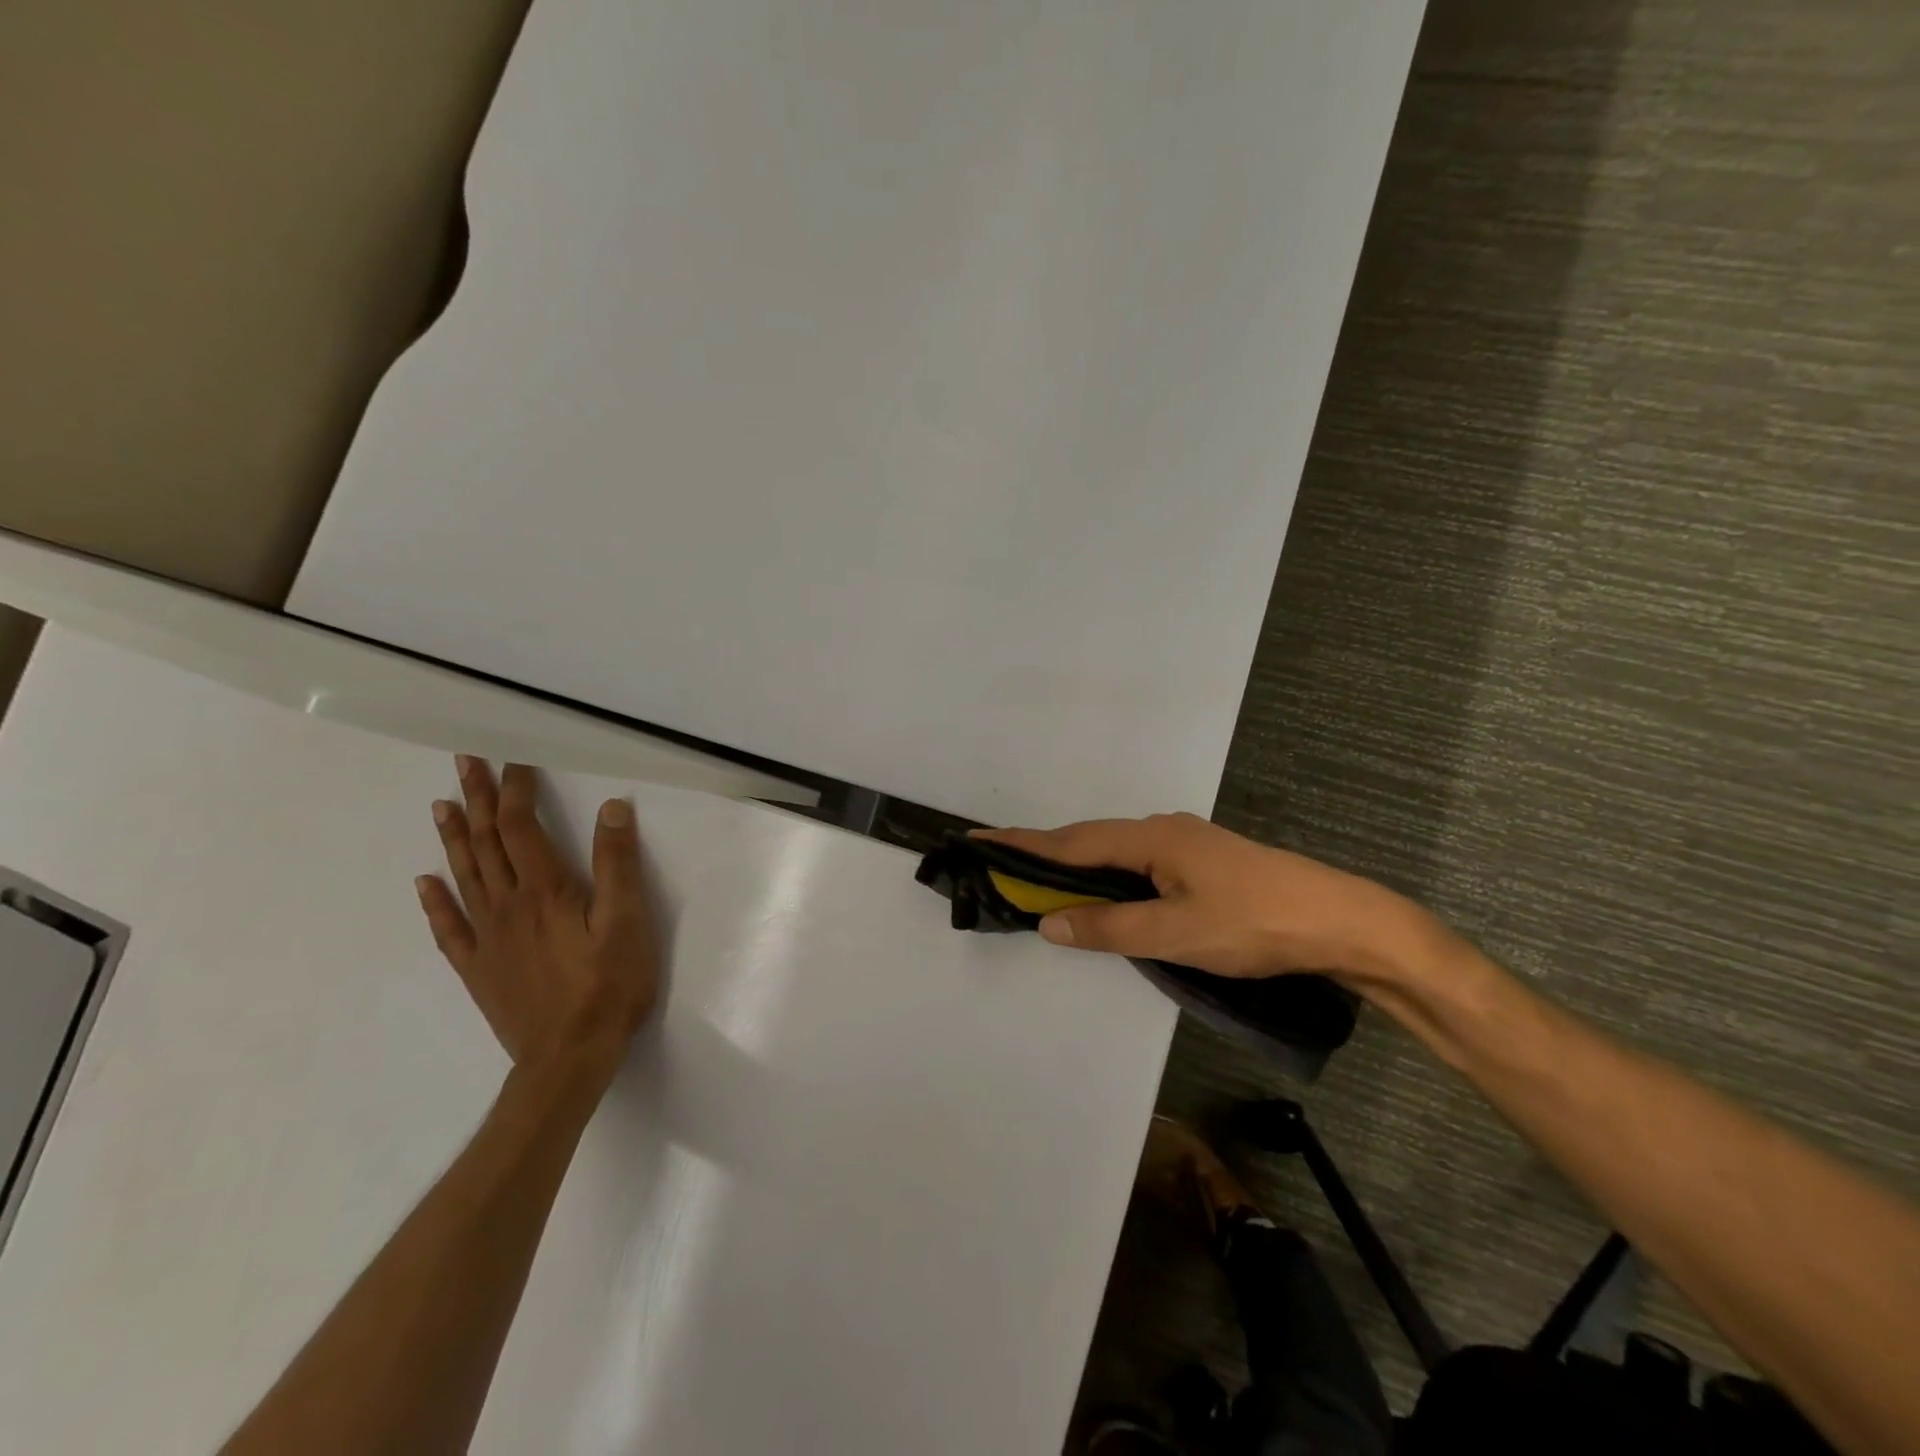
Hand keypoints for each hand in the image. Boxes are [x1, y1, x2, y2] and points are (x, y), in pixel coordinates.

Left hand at [416, 756, 661, 1077]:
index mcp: (545, 890)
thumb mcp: (628, 920)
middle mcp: (507, 905)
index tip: (515, 759)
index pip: (521, 826)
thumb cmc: (608, 985)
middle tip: (465, 763)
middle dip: (477, 799)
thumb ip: (618, 864)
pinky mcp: (479, 968)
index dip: (516, 790)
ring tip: (442, 804)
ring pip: (464, 876)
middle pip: (485, 843)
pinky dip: (434, 901)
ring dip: (453, 837)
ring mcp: (487, 938)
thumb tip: (612, 808)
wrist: (568, 1057)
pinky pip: (449, 928)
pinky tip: (425, 882)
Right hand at [974, 814, 1437, 984]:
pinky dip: (1106, 876)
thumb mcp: (1176, 934)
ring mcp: (1184, 844)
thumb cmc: (1253, 924)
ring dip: (1075, 867)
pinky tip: (1103, 893)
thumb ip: (1109, 928)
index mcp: (1151, 838)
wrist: (1338, 921)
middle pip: (1089, 841)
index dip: (1022, 845)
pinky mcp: (1200, 863)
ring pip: (1114, 853)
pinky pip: (1136, 863)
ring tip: (1039, 882)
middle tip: (1000, 866)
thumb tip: (1049, 921)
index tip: (977, 840)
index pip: (1071, 842)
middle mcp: (1162, 830)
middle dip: (1042, 853)